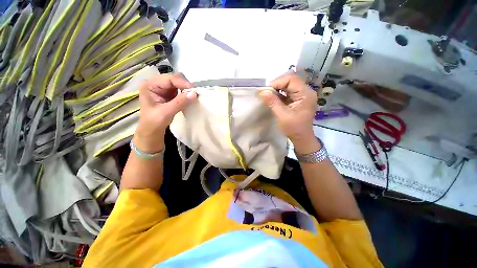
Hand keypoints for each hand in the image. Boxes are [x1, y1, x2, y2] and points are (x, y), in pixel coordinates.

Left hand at [135, 73, 196, 151]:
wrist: (153, 130)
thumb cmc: (154, 122)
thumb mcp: (166, 112)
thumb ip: (179, 102)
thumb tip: (194, 93)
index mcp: (149, 85)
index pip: (168, 79)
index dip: (181, 82)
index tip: (193, 89)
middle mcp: (156, 83)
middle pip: (173, 78)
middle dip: (184, 84)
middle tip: (194, 92)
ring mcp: (163, 88)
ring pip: (178, 82)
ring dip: (186, 87)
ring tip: (193, 94)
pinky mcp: (170, 93)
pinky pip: (180, 89)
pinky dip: (186, 91)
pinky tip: (190, 96)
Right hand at [259, 73, 319, 152]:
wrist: (301, 138)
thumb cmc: (294, 128)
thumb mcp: (282, 116)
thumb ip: (273, 102)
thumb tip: (262, 91)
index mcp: (305, 94)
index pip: (291, 79)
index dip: (277, 82)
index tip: (266, 91)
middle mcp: (306, 91)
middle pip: (290, 79)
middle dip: (276, 85)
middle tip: (266, 93)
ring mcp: (302, 94)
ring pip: (288, 84)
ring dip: (277, 88)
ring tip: (268, 95)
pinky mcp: (298, 98)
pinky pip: (287, 91)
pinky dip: (279, 93)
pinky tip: (273, 98)